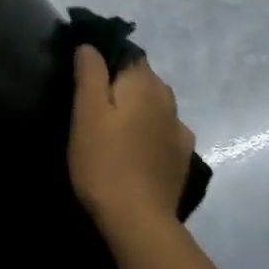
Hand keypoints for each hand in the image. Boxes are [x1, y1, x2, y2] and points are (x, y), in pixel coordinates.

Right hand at [68, 46, 194, 234]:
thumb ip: (90, 73)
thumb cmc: (104, 162)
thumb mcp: (86, 114)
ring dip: (138, 107)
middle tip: (94, 103)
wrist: (139, 221)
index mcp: (144, 84)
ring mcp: (179, 129)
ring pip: (155, 104)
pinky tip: (138, 147)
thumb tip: (90, 46)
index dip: (107, 58)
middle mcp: (167, 99)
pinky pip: (164, 131)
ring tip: (114, 126)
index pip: (128, 54)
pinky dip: (151, 131)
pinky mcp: (182, 156)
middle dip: (122, 83)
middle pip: (143, 78)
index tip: (86, 74)